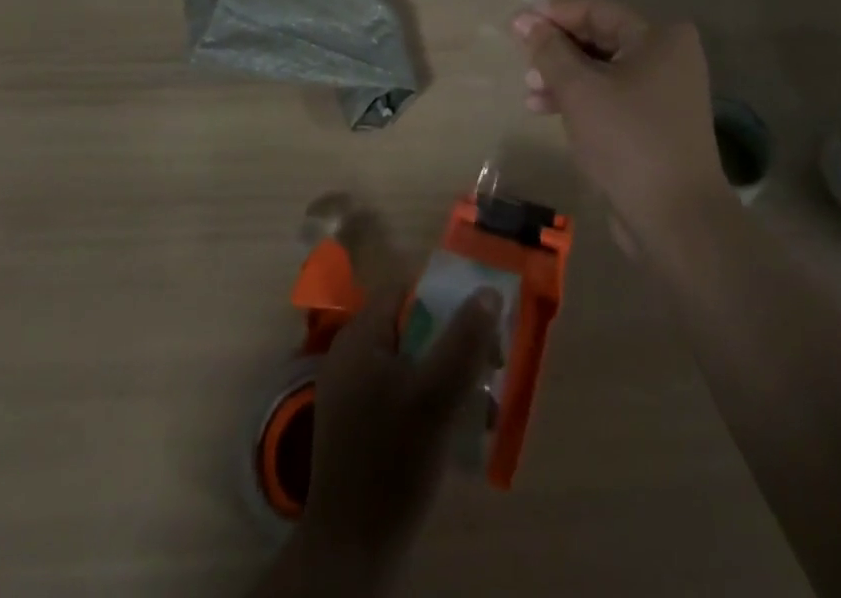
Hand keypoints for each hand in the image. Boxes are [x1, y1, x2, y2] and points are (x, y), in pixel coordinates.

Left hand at [295, 284, 500, 586]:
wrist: (352, 549)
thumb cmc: (393, 459)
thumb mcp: (437, 395)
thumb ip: (464, 340)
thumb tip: (488, 292)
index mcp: (360, 336)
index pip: (406, 292)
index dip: (445, 300)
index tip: (481, 325)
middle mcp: (350, 355)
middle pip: (410, 327)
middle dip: (453, 343)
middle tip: (489, 368)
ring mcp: (351, 392)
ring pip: (409, 364)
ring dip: (447, 376)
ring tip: (483, 405)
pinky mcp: (357, 426)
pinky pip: (399, 394)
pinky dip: (429, 402)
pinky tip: (458, 429)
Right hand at [513, 0, 726, 238]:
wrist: (675, 219)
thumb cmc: (627, 140)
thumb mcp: (579, 89)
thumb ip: (549, 50)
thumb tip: (524, 19)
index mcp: (659, 38)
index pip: (597, 10)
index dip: (554, 14)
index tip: (517, 24)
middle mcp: (667, 58)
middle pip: (599, 39)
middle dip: (557, 49)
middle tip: (522, 59)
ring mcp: (663, 93)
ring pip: (601, 70)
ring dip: (562, 77)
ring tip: (528, 91)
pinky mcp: (653, 124)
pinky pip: (609, 97)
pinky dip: (579, 99)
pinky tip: (545, 109)